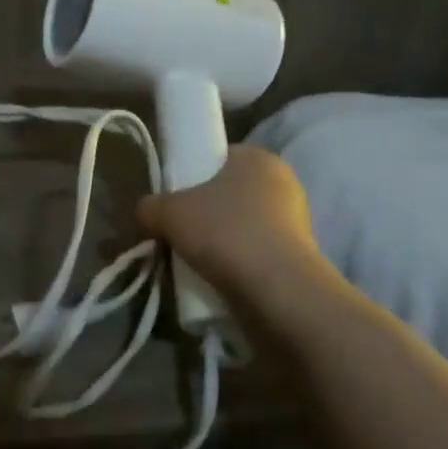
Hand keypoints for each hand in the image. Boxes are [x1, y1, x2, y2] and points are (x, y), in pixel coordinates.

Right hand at [136, 147, 329, 301]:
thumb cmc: (224, 232)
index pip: (218, 158)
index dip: (191, 176)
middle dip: (203, 214)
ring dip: (219, 241)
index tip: (173, 201)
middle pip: (228, 194)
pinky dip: (236, 263)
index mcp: (257, 158)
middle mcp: (283, 182)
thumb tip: (147, 212)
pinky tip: (216, 278)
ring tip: (194, 262)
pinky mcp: (300, 256)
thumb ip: (150, 205)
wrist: (276, 290)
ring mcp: (297, 221)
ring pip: (241, 226)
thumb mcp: (167, 212)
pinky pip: (255, 253)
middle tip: (178, 233)